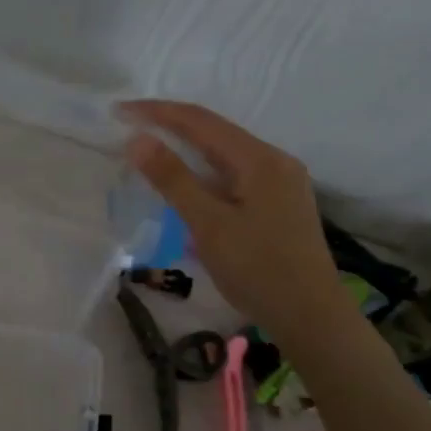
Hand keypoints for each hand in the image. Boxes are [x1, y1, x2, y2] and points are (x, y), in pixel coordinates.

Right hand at [119, 100, 343, 338]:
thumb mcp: (208, 224)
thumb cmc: (258, 270)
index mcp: (260, 159)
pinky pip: (233, 175)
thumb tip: (137, 139)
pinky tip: (186, 187)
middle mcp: (274, 161)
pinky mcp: (278, 204)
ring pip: (224, 155)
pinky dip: (203, 174)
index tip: (119, 112)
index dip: (157, 112)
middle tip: (129, 128)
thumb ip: (173, 179)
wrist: (312, 318)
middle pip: (214, 133)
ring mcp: (280, 183)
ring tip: (149, 153)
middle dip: (170, 127)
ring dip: (186, 151)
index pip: (200, 121)